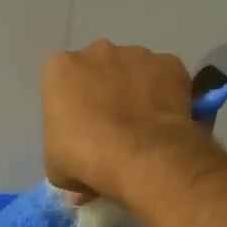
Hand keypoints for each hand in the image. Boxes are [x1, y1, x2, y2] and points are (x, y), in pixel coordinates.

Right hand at [41, 39, 207, 203]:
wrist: (141, 158)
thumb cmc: (85, 159)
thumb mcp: (55, 166)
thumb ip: (62, 154)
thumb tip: (78, 174)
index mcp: (60, 69)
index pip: (61, 84)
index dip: (71, 109)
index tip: (80, 131)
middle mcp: (97, 51)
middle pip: (98, 69)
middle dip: (103, 92)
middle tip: (111, 128)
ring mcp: (137, 54)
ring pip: (134, 71)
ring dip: (135, 91)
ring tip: (142, 127)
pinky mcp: (171, 64)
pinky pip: (165, 79)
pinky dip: (165, 95)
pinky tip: (163, 122)